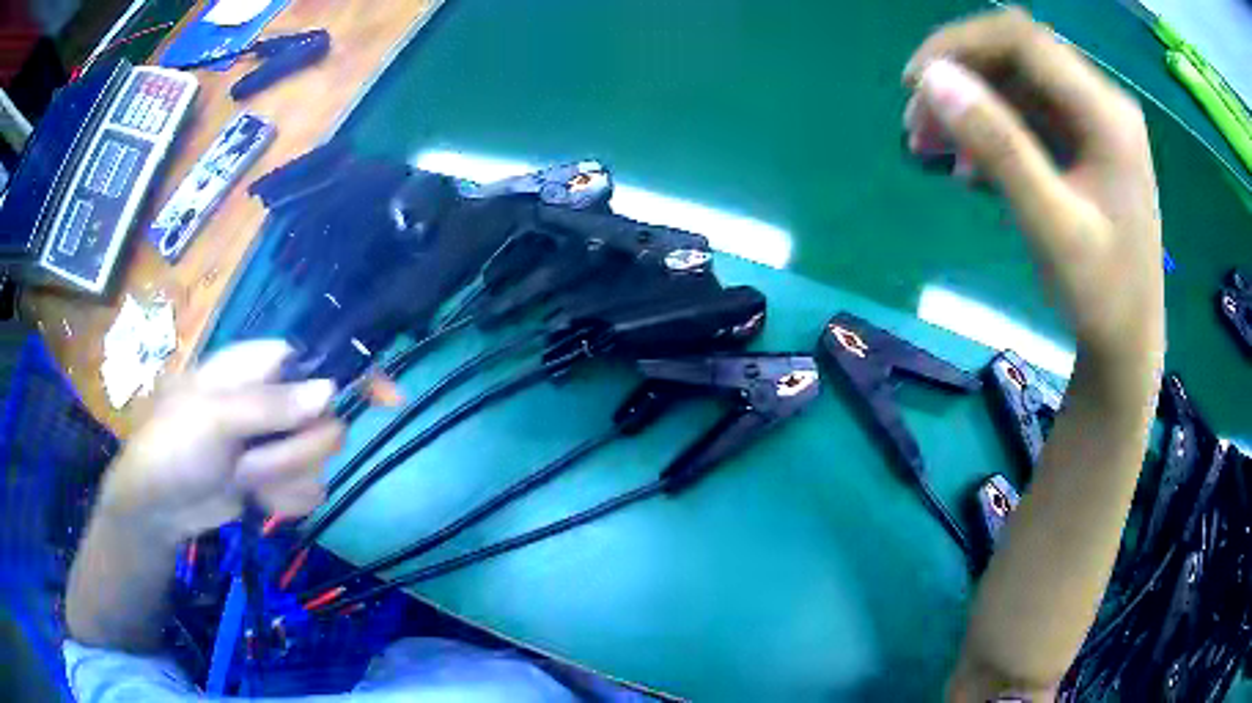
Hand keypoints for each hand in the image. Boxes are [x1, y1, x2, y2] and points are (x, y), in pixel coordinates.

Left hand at [96, 340, 345, 541]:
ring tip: (243, 478)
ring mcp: (278, 444)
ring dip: (283, 480)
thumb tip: (332, 391)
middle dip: (292, 450)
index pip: (321, 361)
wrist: (159, 506)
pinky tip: (253, 498)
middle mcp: (276, 402)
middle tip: (252, 457)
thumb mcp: (214, 418)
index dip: (355, 375)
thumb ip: (271, 405)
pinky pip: (308, 491)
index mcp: (259, 368)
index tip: (389, 399)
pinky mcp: (279, 480)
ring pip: (319, 463)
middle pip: (326, 422)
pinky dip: (282, 500)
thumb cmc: (174, 445)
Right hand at [903, 7, 1164, 387]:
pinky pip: (1030, 117)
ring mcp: (1095, 124)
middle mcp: (1102, 104)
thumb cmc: (1101, 296)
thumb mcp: (1050, 225)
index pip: (1022, 41)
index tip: (914, 83)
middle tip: (917, 126)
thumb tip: (933, 79)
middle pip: (1018, 58)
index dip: (961, 46)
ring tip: (931, 149)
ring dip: (971, 106)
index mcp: (1106, 115)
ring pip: (1018, 85)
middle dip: (961, 79)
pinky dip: (993, 132)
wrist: (1128, 347)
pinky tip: (970, 168)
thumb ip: (998, 146)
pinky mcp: (1086, 145)